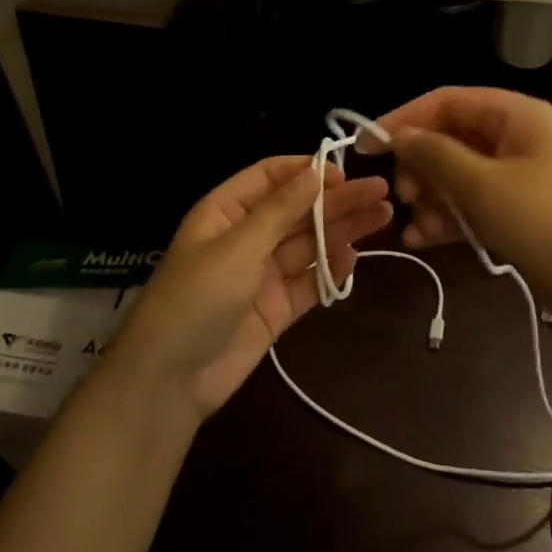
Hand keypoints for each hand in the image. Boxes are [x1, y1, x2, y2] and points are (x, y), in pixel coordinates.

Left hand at [109, 157, 390, 421]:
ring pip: (309, 244)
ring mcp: (262, 274)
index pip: (271, 177)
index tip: (345, 172)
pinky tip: (355, 258)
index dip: (307, 172)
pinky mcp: (276, 308)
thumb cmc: (196, 298)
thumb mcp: (237, 246)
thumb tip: (315, 171)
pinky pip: (309, 282)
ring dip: (343, 231)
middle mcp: (246, 237)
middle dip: (337, 200)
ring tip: (382, 217)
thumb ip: (280, 210)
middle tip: (381, 192)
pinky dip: (330, 270)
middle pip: (298, 210)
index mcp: (226, 212)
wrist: (169, 380)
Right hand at [367, 88, 551, 323]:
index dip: (404, 118)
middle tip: (403, 196)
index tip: (366, 146)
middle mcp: (518, 139)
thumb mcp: (484, 185)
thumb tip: (398, 135)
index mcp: (516, 115)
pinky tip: (426, 241)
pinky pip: (476, 205)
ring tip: (413, 228)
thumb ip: (435, 155)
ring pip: (461, 175)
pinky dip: (451, 219)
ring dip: (433, 197)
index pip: (447, 101)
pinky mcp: (524, 215)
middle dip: (421, 165)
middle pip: (452, 138)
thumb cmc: (549, 224)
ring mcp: (522, 179)